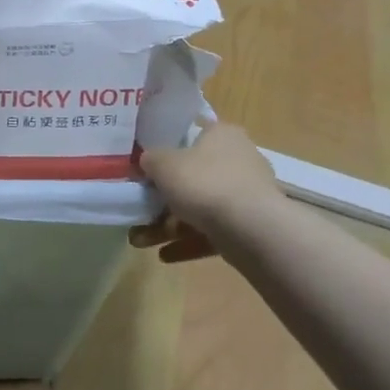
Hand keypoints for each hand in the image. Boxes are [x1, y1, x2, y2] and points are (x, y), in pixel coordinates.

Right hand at [130, 122, 283, 262]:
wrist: (251, 228)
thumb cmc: (204, 182)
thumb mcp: (162, 164)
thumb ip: (150, 160)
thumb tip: (148, 161)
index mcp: (222, 135)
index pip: (192, 136)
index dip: (167, 151)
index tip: (147, 168)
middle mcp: (239, 160)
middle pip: (193, 176)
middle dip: (162, 199)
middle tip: (139, 211)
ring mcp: (246, 195)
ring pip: (200, 208)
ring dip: (169, 226)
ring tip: (140, 242)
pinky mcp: (250, 225)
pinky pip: (212, 231)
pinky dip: (189, 242)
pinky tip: (165, 255)